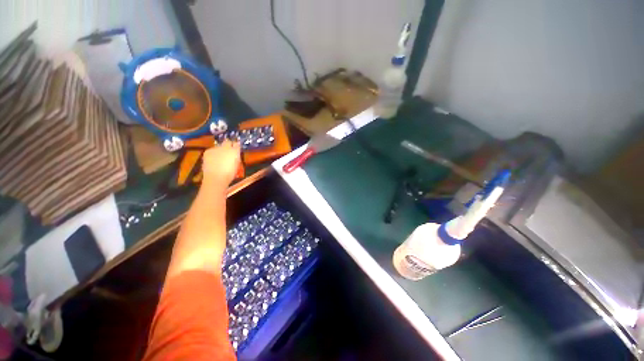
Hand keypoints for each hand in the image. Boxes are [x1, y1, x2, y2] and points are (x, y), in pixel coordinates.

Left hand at [202, 139, 240, 187]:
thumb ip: (236, 157)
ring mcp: (216, 148)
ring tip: (219, 158)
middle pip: (227, 142)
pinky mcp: (207, 151)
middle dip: (228, 144)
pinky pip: (212, 150)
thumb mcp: (237, 165)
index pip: (237, 144)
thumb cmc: (230, 174)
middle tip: (228, 151)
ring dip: (220, 150)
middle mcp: (226, 147)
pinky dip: (213, 154)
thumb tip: (235, 153)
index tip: (236, 148)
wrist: (216, 178)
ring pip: (219, 146)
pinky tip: (213, 160)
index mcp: (235, 151)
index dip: (236, 145)